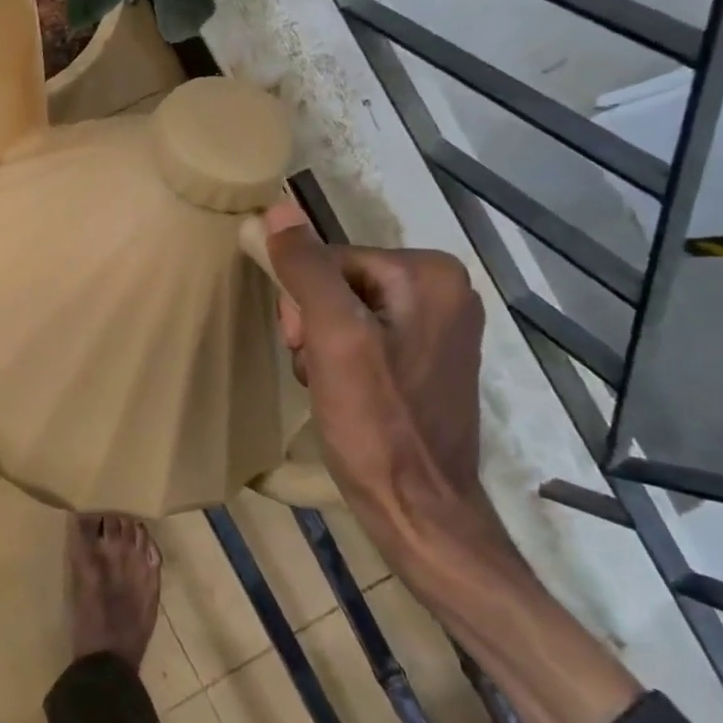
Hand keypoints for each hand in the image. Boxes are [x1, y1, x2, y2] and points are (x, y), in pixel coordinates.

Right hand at [265, 202, 642, 722]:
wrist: (420, 513)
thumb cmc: (377, 426)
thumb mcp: (333, 339)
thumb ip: (307, 271)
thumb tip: (278, 209)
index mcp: (430, 274)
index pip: (332, 258)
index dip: (304, 301)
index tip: (304, 347)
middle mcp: (444, 290)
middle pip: (340, 283)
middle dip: (314, 324)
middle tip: (316, 370)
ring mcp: (440, 327)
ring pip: (346, 311)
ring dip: (322, 345)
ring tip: (329, 387)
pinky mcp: (429, 360)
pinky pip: (365, 337)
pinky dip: (342, 361)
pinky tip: (343, 394)